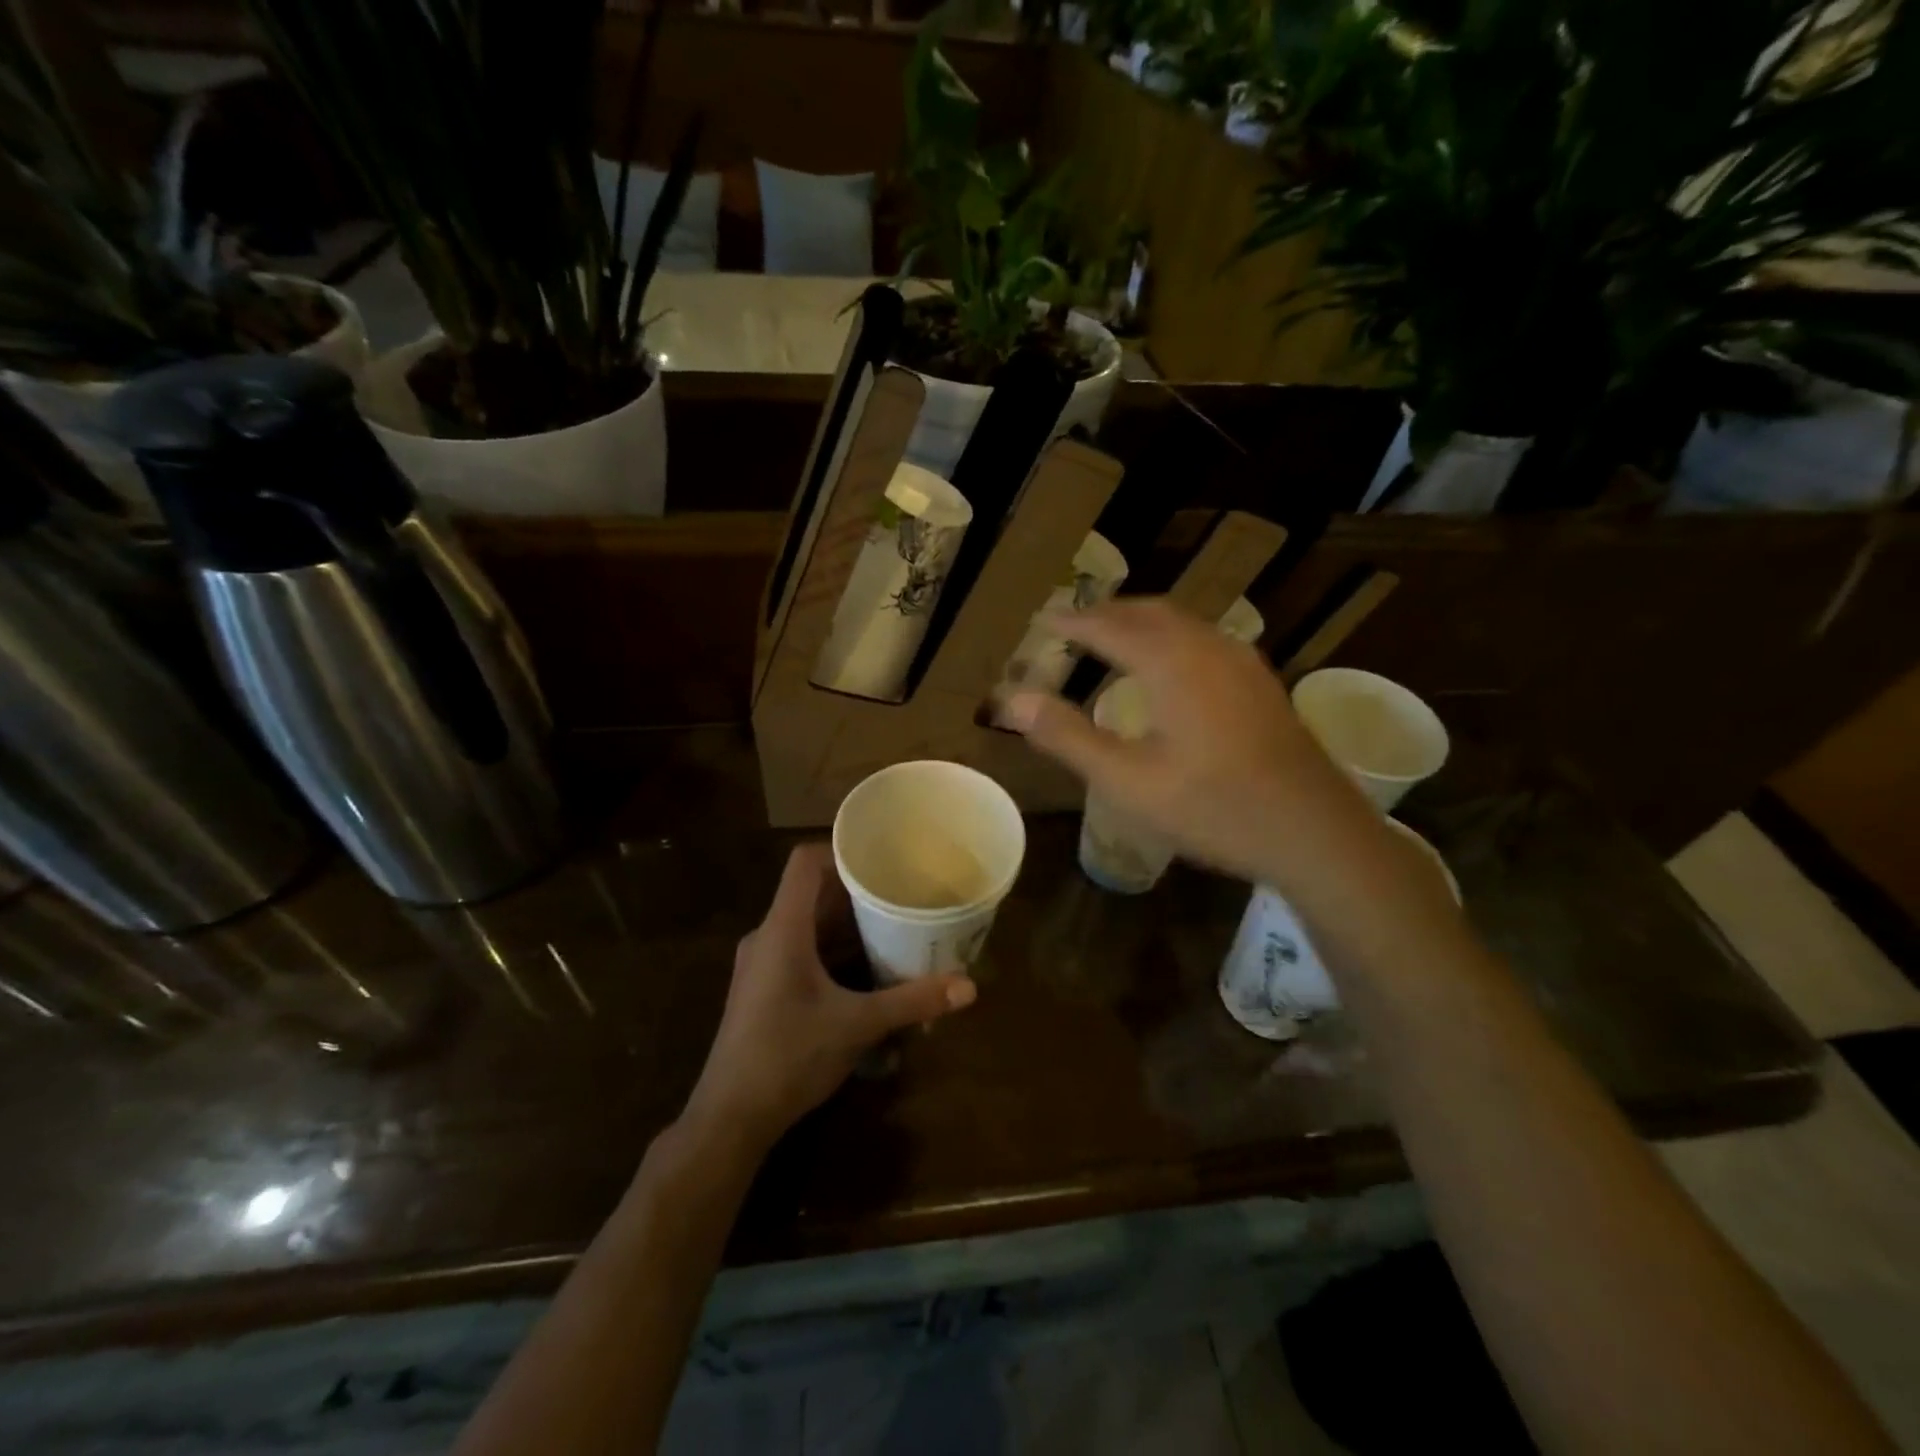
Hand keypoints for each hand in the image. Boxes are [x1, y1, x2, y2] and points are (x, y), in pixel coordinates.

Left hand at [682, 844, 976, 1149]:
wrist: (729, 1118)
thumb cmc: (788, 1057)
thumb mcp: (857, 1026)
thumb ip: (912, 1001)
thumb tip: (969, 987)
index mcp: (783, 929)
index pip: (805, 863)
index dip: (841, 850)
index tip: (882, 855)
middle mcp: (767, 937)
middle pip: (812, 893)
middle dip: (857, 890)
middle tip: (902, 889)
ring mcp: (761, 964)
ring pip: (807, 925)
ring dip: (847, 923)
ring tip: (892, 922)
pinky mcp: (763, 989)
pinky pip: (801, 950)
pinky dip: (833, 949)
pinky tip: (866, 967)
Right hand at [999, 598, 1383, 896]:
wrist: (1314, 831)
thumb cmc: (1213, 807)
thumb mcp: (1127, 780)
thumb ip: (1067, 736)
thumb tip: (1012, 700)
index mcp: (1172, 662)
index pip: (1109, 626)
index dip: (1074, 621)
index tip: (1045, 620)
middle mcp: (1208, 647)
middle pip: (1149, 612)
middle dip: (1108, 613)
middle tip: (1074, 624)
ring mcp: (1243, 662)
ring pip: (1183, 623)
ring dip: (1142, 622)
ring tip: (1113, 638)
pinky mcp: (1262, 682)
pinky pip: (1205, 640)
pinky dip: (1171, 638)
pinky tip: (1170, 668)